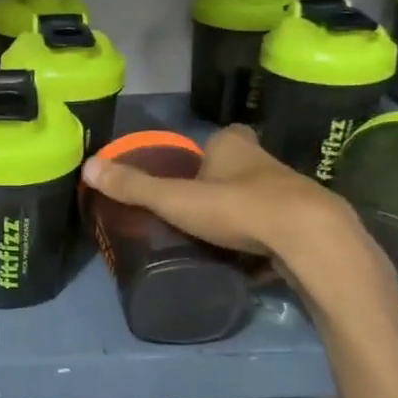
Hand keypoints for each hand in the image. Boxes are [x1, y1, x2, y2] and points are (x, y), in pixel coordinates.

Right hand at [80, 124, 395, 308]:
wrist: (310, 239)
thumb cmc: (237, 207)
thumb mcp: (175, 199)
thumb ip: (134, 187)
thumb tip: (87, 167)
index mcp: (234, 147)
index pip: (221, 138)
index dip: (208, 152)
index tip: (192, 172)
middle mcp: (265, 162)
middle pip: (241, 167)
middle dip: (225, 183)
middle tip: (199, 208)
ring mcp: (292, 192)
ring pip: (263, 196)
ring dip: (246, 212)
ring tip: (221, 237)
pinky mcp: (310, 224)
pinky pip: (281, 228)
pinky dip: (268, 239)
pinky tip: (254, 259)